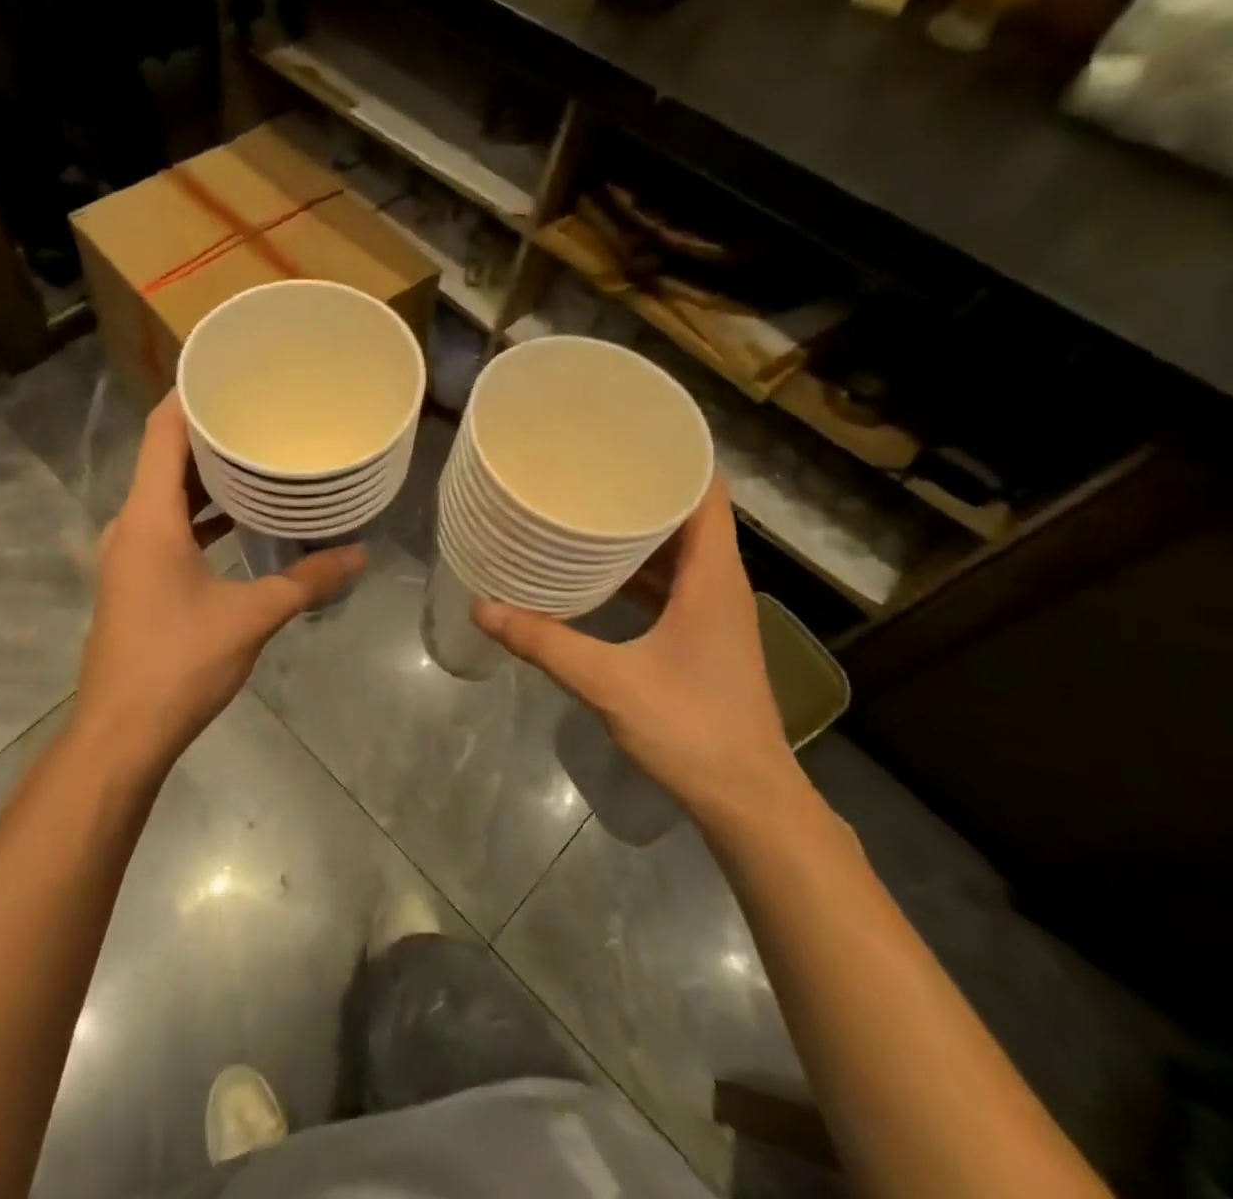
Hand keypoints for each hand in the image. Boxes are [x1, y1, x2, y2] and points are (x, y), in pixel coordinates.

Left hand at [74, 395, 364, 772]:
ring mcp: (128, 554)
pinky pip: (165, 526)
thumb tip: (359, 554)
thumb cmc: (180, 663)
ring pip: (164, 495)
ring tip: (255, 457)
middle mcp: (131, 525)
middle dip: (207, 433)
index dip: (187, 395)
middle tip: (258, 411)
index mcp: (150, 518)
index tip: (226, 371)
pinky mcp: (133, 579)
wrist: (122, 733)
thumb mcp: (251, 617)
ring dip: (204, 477)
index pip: (161, 432)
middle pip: (163, 458)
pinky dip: (197, 514)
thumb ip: (306, 580)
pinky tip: (237, 520)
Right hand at [473, 478, 797, 825]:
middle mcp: (721, 584)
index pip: (708, 493)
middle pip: (692, 514)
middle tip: (594, 463)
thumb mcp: (609, 682)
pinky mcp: (705, 635)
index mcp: (713, 579)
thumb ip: (546, 643)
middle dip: (647, 485)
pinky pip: (675, 581)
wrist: (748, 799)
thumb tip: (485, 607)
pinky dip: (643, 566)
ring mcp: (716, 612)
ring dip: (644, 527)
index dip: (679, 456)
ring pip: (683, 549)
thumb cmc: (691, 729)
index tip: (632, 433)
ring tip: (592, 503)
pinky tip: (601, 568)